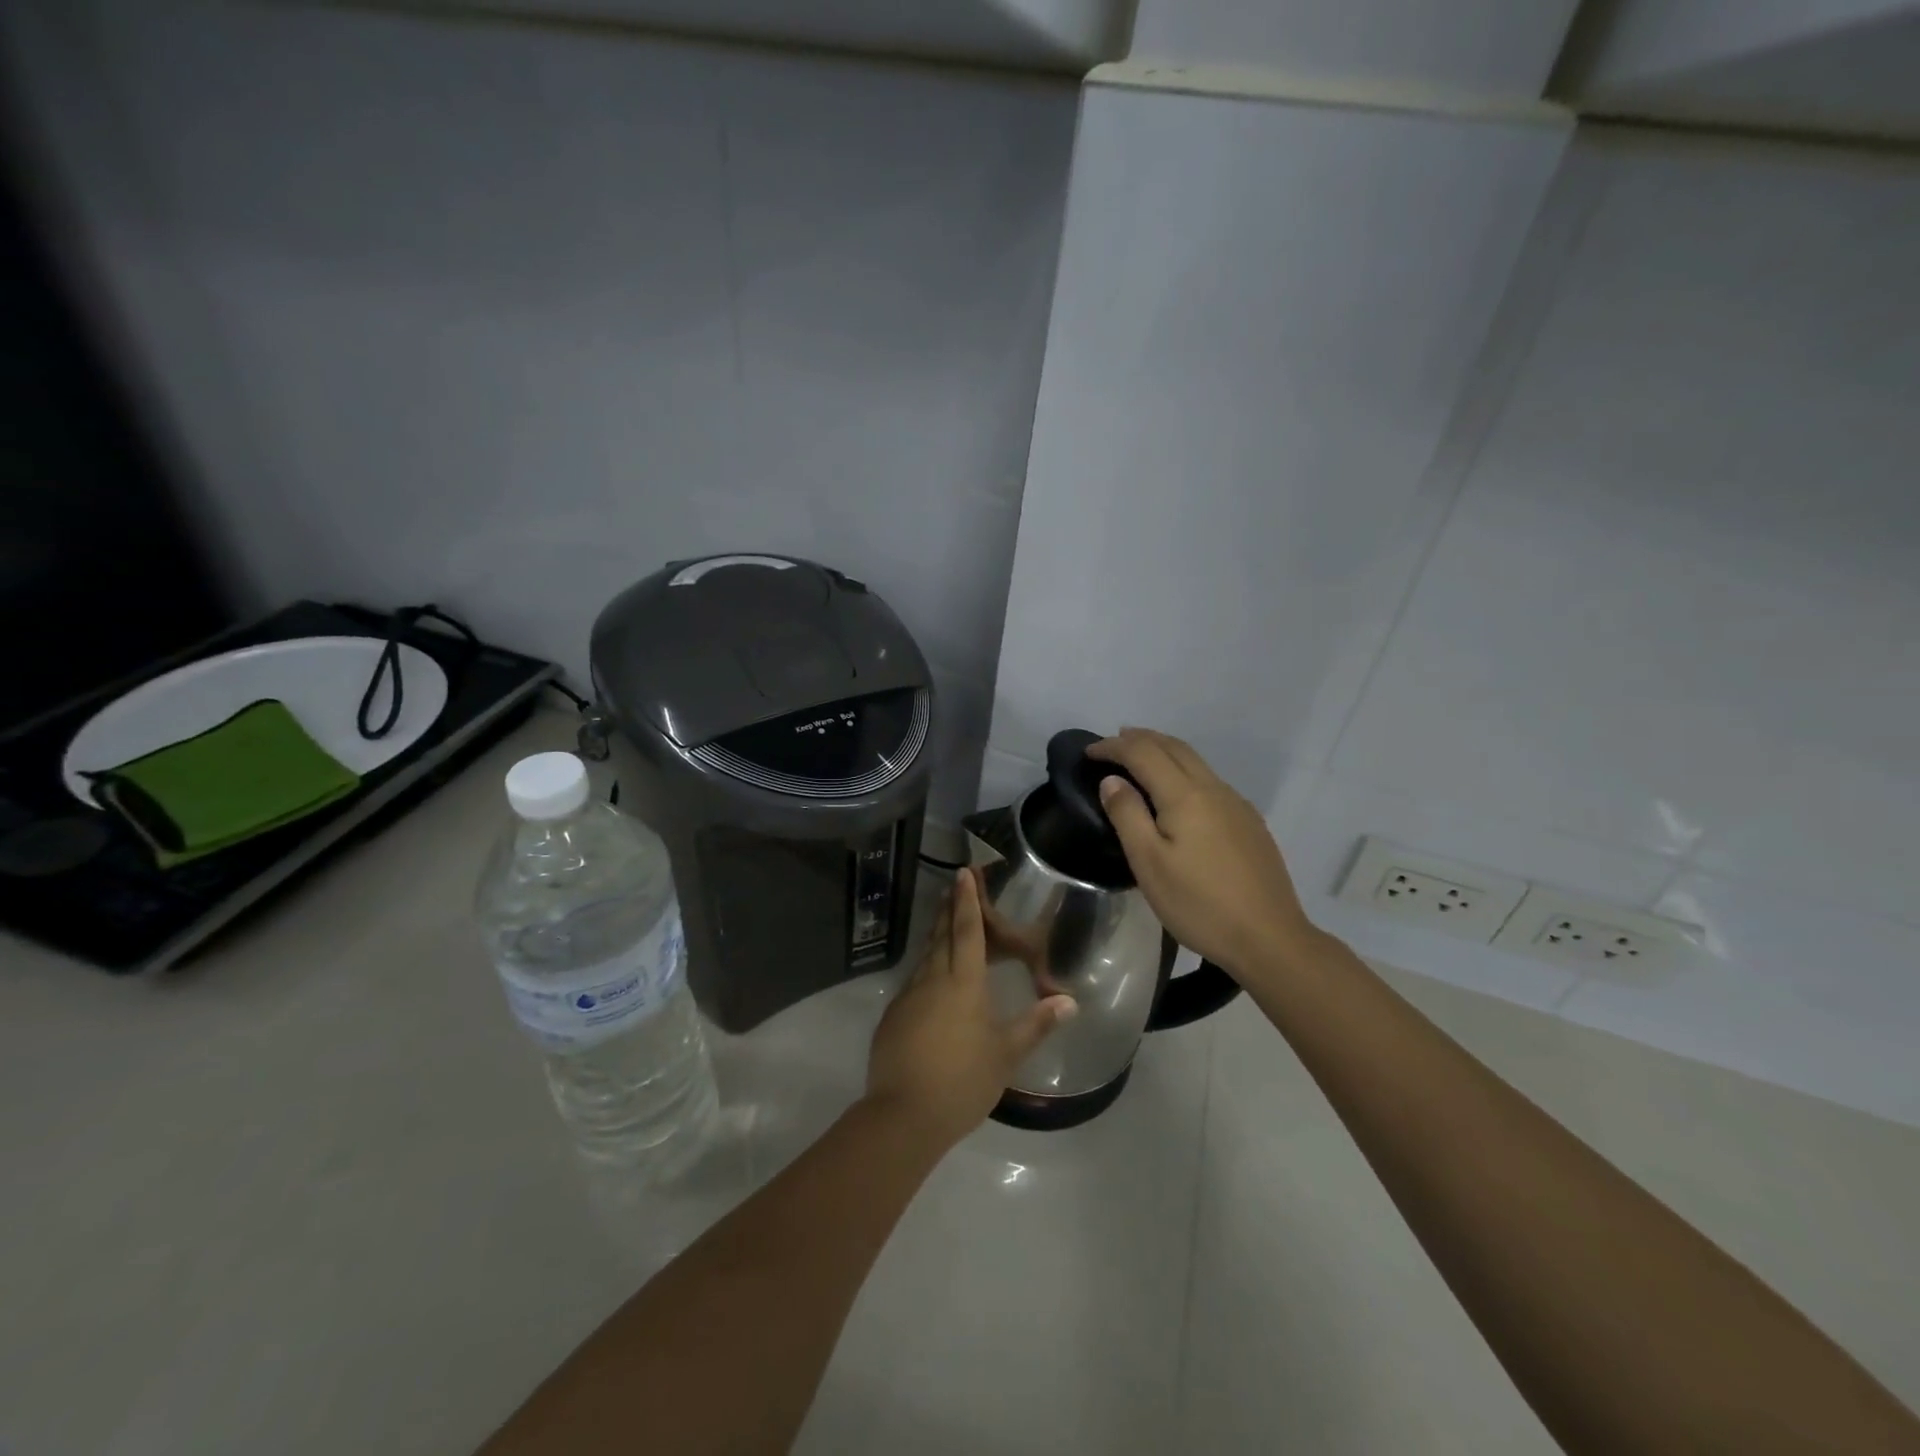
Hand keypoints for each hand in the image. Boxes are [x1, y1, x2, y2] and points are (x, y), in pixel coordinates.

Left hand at [865, 869, 1076, 1148]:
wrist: (903, 1115)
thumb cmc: (962, 1081)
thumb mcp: (1006, 1054)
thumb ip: (1036, 1024)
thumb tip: (1069, 1000)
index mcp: (962, 984)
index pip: (967, 931)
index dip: (967, 900)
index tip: (963, 872)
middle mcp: (932, 980)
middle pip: (942, 935)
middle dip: (950, 908)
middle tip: (954, 885)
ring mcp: (908, 997)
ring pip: (926, 956)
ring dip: (937, 934)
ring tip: (946, 921)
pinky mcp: (893, 1017)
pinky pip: (914, 980)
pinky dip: (926, 967)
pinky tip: (931, 977)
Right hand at [1087, 728, 1315, 979]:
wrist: (1269, 938)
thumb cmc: (1199, 904)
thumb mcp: (1149, 863)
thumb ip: (1128, 815)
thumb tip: (1112, 780)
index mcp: (1185, 795)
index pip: (1143, 753)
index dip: (1113, 747)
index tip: (1089, 752)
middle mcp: (1214, 789)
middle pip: (1174, 747)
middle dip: (1141, 738)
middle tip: (1113, 742)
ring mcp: (1237, 805)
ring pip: (1196, 762)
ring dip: (1164, 751)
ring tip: (1140, 759)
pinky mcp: (1250, 823)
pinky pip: (1210, 780)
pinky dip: (1184, 770)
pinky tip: (1178, 792)